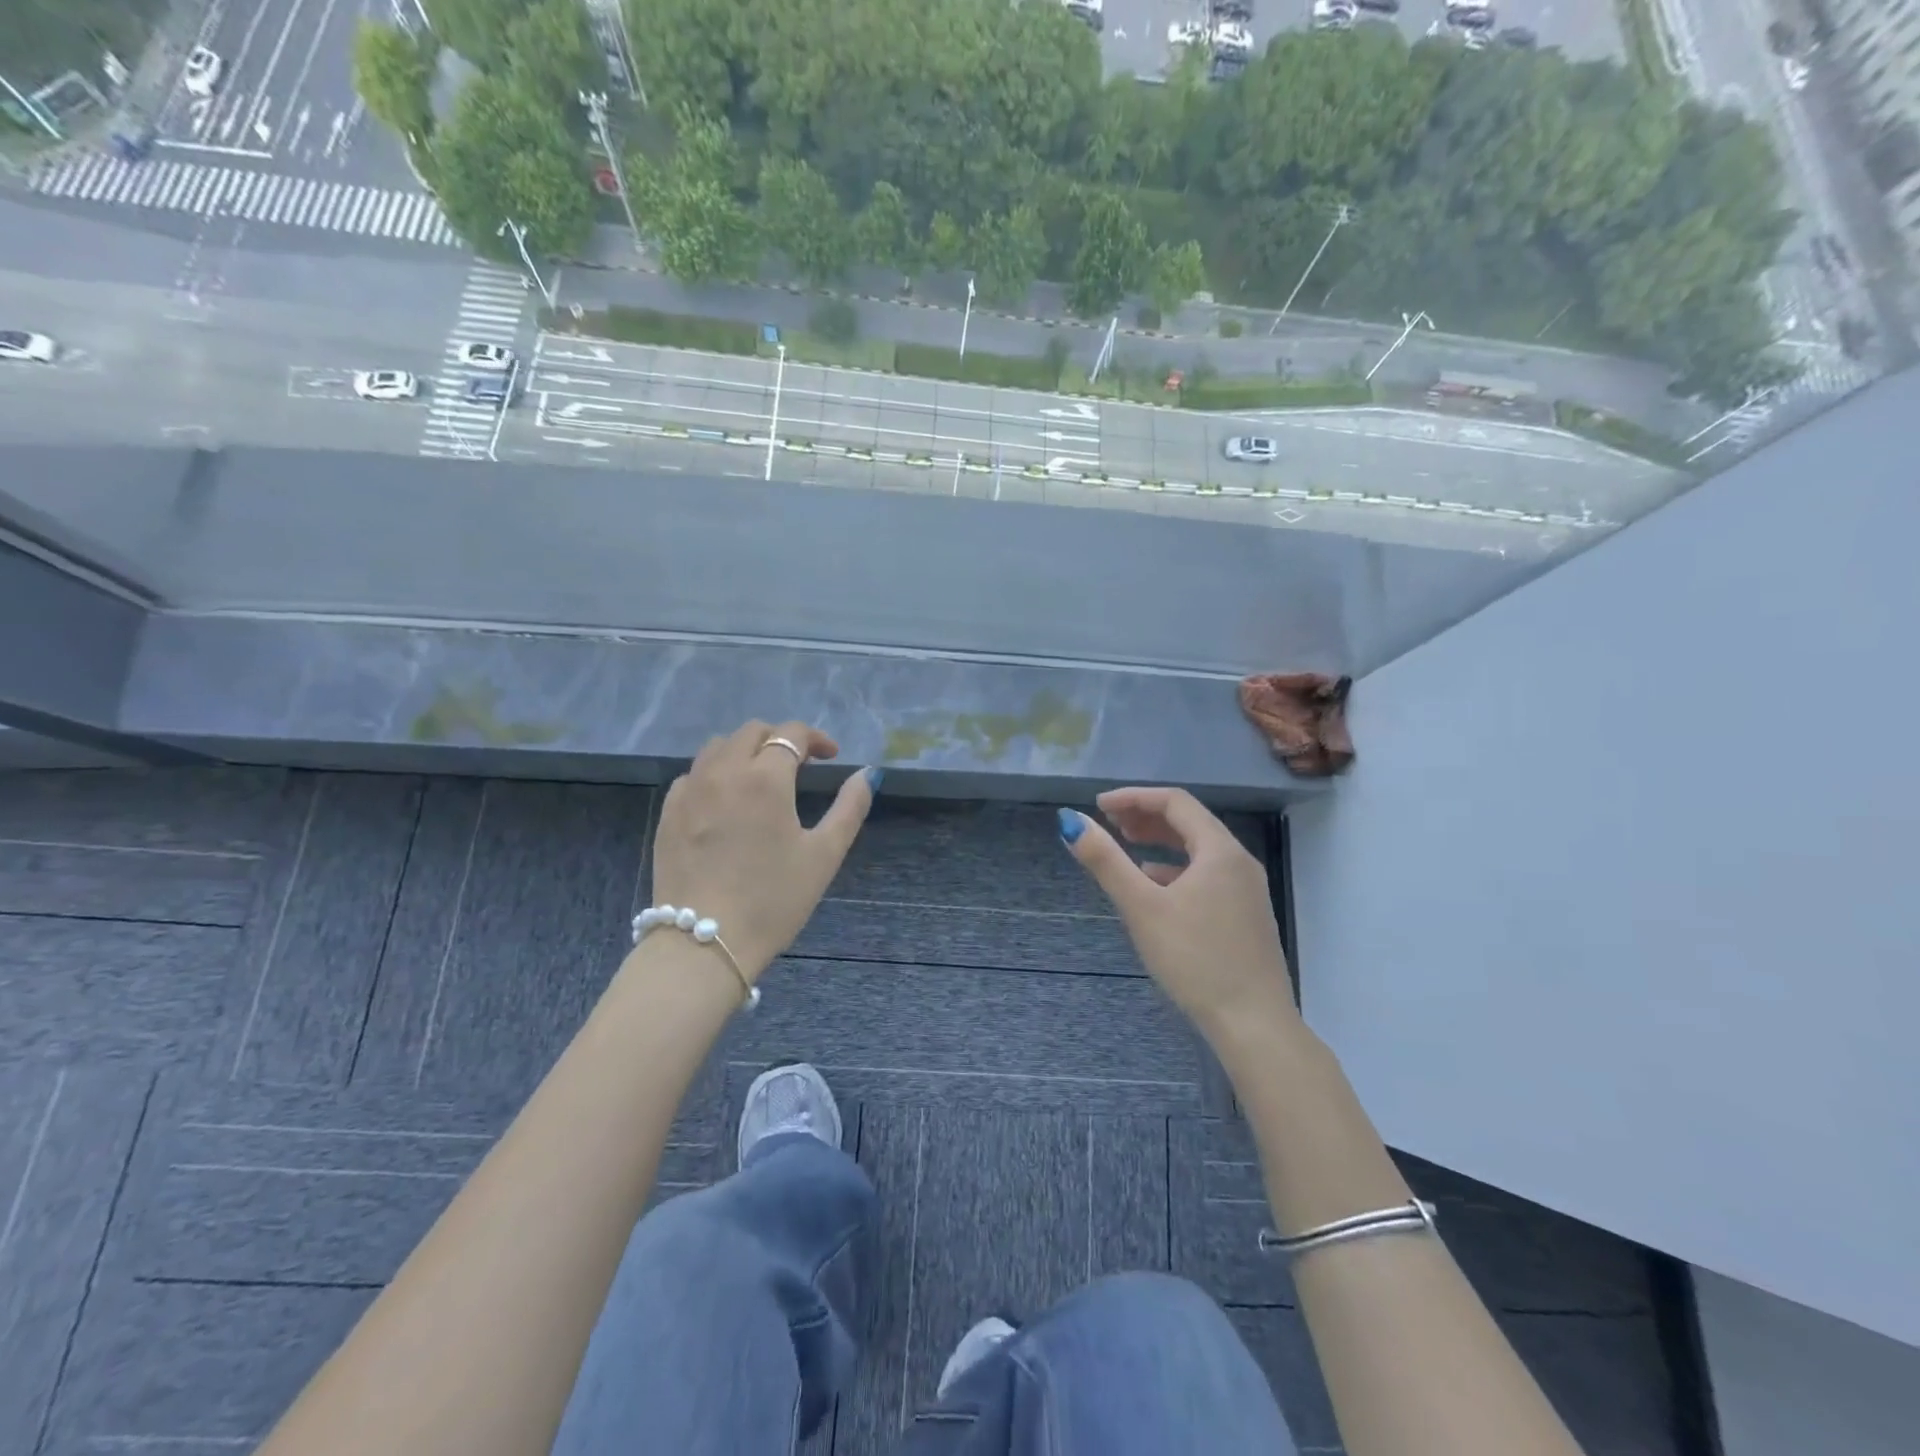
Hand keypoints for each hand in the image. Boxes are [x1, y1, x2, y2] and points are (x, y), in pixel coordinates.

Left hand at [649, 720, 877, 981]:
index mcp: (765, 779)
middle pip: (752, 732)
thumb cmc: (774, 900)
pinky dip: (715, 774)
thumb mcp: (824, 855)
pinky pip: (693, 775)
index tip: (830, 756)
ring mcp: (690, 791)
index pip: (790, 734)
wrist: (705, 944)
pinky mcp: (668, 814)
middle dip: (780, 739)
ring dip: (745, 751)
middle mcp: (723, 772)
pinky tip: (726, 802)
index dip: (815, 739)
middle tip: (799, 766)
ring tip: (761, 778)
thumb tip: (867, 774)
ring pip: (718, 747)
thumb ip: (850, 807)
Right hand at [1061, 789, 1296, 1039]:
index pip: (1175, 802)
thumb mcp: (1141, 907)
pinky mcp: (1246, 917)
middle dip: (1147, 818)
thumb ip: (1105, 861)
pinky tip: (1156, 889)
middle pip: (1190, 823)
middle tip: (1111, 824)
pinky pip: (1207, 876)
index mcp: (1220, 851)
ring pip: (1199, 851)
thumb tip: (1069, 820)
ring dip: (1161, 843)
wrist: (1253, 1025)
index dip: (1134, 797)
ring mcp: (1247, 891)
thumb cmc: (1195, 959)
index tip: (1099, 806)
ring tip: (1127, 849)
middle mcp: (1239, 862)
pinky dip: (1176, 870)